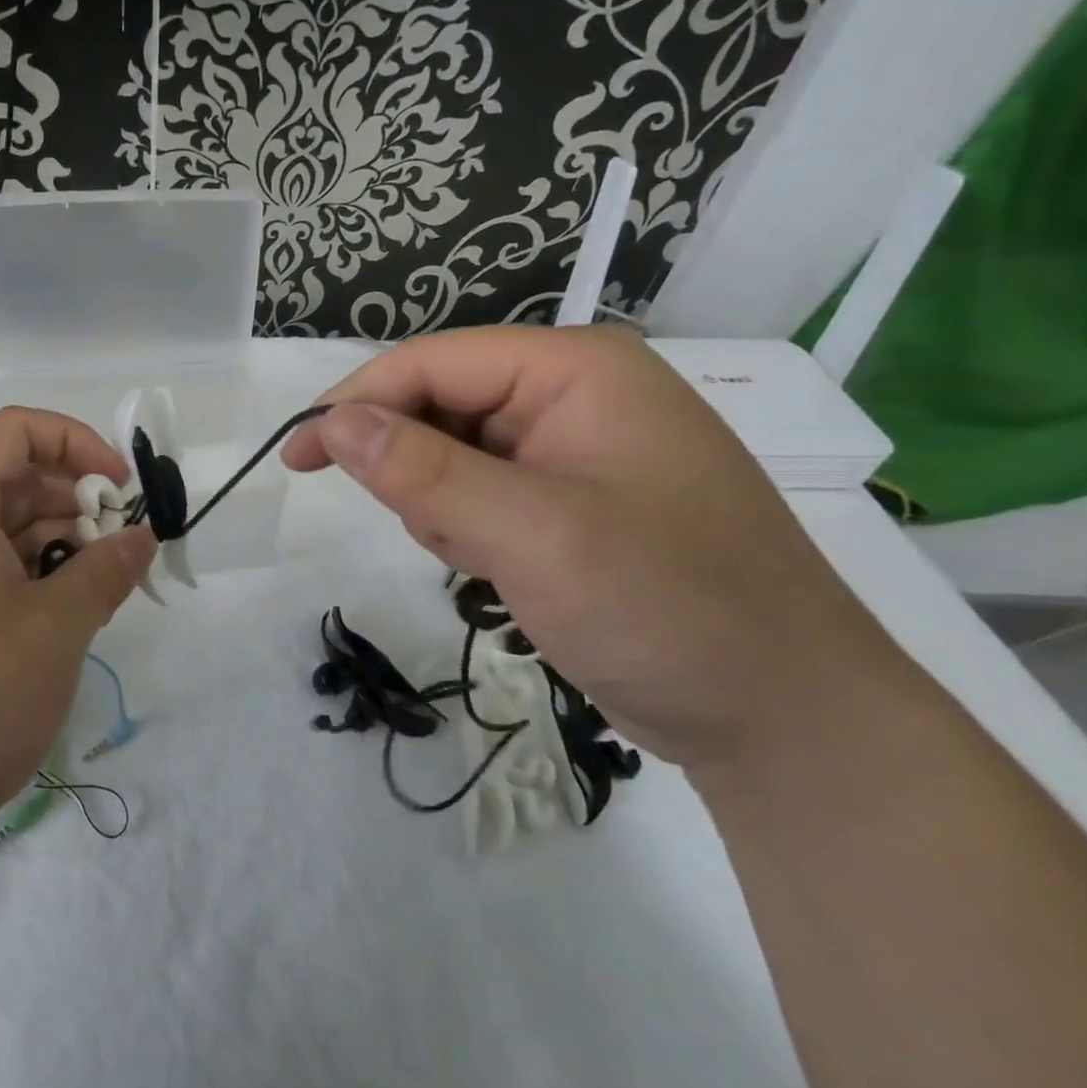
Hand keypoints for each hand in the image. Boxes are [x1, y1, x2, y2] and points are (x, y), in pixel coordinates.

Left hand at [0, 408, 155, 859]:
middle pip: (13, 479)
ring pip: (1, 529)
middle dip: (76, 503)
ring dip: (58, 546)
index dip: (79, 443)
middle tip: (121, 552)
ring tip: (100, 592)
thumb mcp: (58, 626)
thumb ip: (107, 569)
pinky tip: (63, 620)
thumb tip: (140, 539)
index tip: (121, 490)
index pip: (18, 430)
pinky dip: (29, 578)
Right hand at [282, 326, 904, 770]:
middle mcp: (575, 394)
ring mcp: (574, 448)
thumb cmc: (670, 608)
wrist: (787, 726)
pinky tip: (505, 571)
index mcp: (577, 370)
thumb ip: (424, 472)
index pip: (434, 361)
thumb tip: (333, 422)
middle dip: (418, 469)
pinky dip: (469, 528)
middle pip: (442, 405)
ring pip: (453, 453)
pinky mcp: (569, 498)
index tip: (298, 455)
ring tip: (493, 562)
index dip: (358, 402)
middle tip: (441, 535)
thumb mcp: (534, 535)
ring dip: (445, 507)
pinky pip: (480, 491)